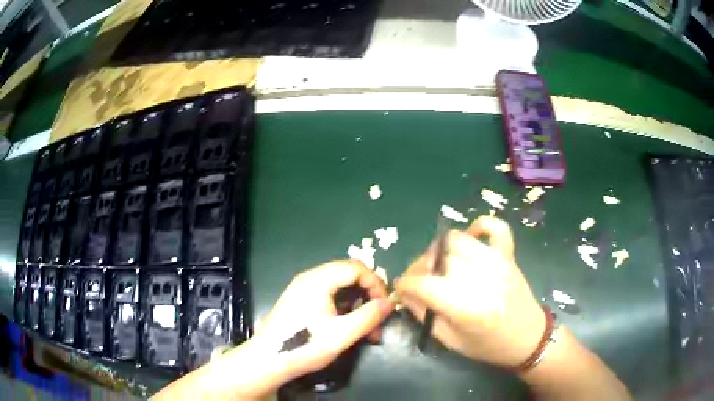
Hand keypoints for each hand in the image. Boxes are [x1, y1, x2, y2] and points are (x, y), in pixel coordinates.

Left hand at [206, 260, 394, 399]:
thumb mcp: (341, 334)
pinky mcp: (299, 300)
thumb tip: (390, 302)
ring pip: (339, 285)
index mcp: (318, 280)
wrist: (268, 360)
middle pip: (348, 274)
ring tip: (365, 328)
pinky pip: (328, 294)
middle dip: (367, 293)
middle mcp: (310, 278)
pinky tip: (346, 326)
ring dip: (356, 302)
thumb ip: (368, 317)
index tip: (385, 305)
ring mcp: (302, 288)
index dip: (376, 283)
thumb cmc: (304, 345)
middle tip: (377, 317)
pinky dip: (343, 306)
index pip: (356, 267)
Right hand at [395, 215, 544, 366]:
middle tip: (420, 281)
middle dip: (420, 268)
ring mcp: (498, 262)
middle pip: (438, 258)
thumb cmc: (488, 346)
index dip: (405, 284)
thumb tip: (405, 293)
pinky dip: (478, 226)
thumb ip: (424, 314)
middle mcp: (481, 279)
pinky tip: (470, 238)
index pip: (423, 284)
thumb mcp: (450, 340)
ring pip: (457, 239)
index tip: (401, 289)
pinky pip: (494, 227)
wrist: (528, 338)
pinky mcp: (508, 255)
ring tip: (441, 265)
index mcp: (466, 308)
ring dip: (441, 251)